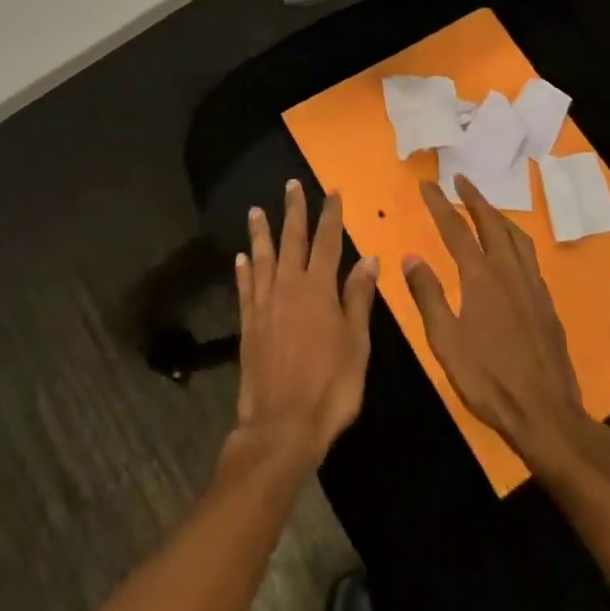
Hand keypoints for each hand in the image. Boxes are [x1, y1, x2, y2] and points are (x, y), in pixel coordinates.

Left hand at [228, 181, 379, 472]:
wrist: (282, 425)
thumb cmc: (330, 387)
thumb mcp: (357, 344)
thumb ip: (358, 299)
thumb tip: (368, 259)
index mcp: (319, 289)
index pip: (327, 242)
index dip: (330, 215)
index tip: (331, 192)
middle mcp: (290, 287)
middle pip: (292, 240)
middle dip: (294, 211)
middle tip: (291, 185)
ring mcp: (265, 304)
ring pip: (262, 257)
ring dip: (261, 233)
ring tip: (256, 210)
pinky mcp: (248, 323)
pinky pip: (245, 288)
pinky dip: (243, 270)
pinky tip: (240, 258)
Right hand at [403, 177, 609, 484]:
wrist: (546, 414)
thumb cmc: (488, 379)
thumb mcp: (445, 341)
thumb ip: (428, 295)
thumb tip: (411, 256)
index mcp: (480, 278)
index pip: (455, 229)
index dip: (440, 204)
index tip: (427, 184)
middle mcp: (508, 272)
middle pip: (491, 223)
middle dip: (474, 198)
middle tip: (460, 179)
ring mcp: (532, 286)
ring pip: (516, 236)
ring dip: (497, 215)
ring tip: (485, 206)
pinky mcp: (546, 303)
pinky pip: (529, 256)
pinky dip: (515, 238)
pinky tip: (512, 250)